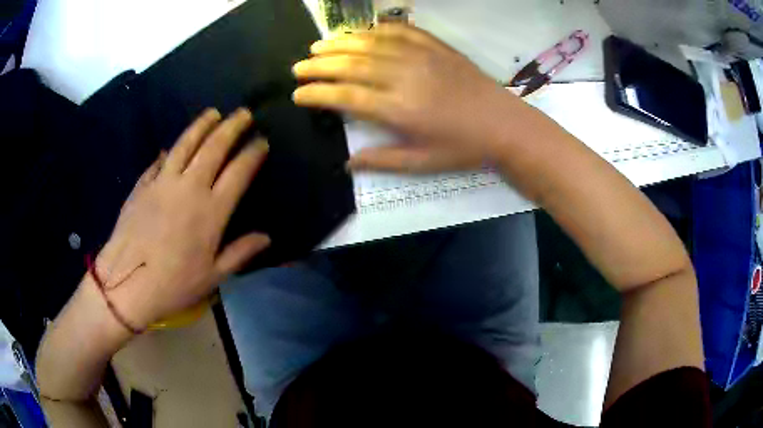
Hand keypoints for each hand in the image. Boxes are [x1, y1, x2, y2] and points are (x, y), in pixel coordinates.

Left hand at [95, 108, 270, 330]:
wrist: (128, 283)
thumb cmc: (175, 284)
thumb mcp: (213, 276)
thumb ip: (240, 252)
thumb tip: (266, 237)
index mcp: (212, 211)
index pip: (239, 172)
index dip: (252, 153)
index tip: (262, 141)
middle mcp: (190, 188)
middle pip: (214, 147)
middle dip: (232, 126)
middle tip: (243, 113)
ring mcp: (163, 182)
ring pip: (186, 144)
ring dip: (202, 125)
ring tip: (213, 113)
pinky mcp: (144, 185)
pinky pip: (160, 161)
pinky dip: (170, 150)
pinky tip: (173, 146)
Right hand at [292, 24, 533, 172]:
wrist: (505, 125)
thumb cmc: (464, 148)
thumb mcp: (422, 163)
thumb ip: (382, 160)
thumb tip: (347, 163)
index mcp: (399, 110)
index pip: (346, 96)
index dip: (317, 93)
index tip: (297, 93)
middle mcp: (404, 77)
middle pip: (352, 64)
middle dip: (319, 64)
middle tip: (298, 66)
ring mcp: (421, 57)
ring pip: (371, 43)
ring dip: (341, 42)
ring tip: (318, 45)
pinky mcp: (436, 47)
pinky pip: (401, 31)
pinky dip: (376, 29)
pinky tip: (362, 31)